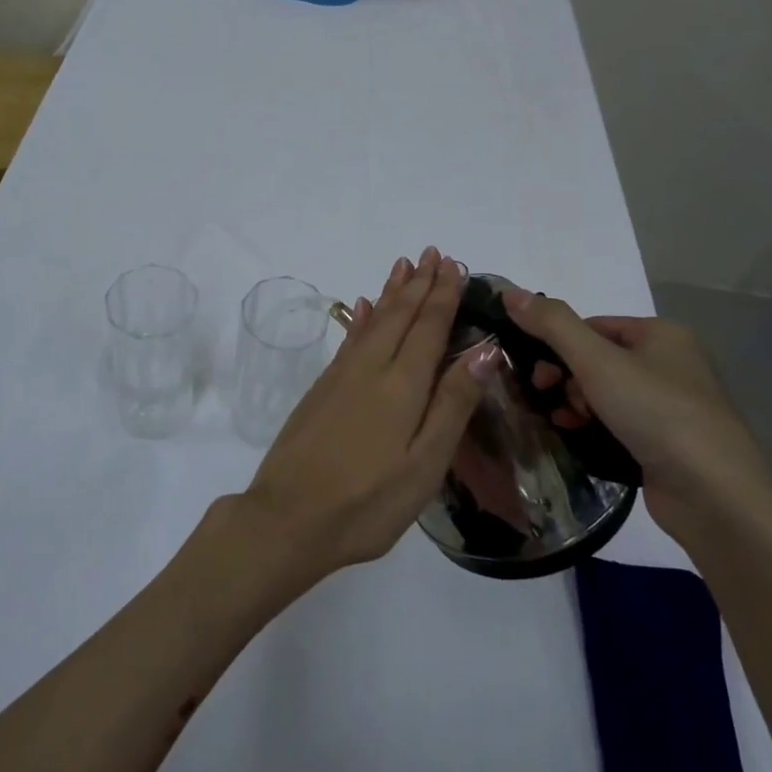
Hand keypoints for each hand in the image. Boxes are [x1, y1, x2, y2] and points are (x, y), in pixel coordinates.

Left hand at [239, 249, 501, 584]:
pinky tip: (365, 306)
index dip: (444, 295)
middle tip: (434, 253)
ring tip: (404, 265)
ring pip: (374, 320)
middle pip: (400, 315)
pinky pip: (350, 338)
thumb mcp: (424, 466)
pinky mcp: (322, 389)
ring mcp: (341, 376)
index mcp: (402, 385)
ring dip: (392, 291)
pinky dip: (363, 317)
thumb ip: (453, 405)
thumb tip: (484, 351)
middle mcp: (371, 368)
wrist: (287, 518)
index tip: (455, 265)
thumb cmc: (367, 502)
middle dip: (420, 284)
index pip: (428, 327)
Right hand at [501, 290, 771, 539]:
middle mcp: (669, 363)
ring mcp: (670, 406)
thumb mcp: (597, 361)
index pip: (591, 326)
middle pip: (595, 359)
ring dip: (575, 404)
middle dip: (565, 378)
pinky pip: (617, 424)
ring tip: (564, 422)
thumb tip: (509, 292)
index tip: (536, 372)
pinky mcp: (666, 443)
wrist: (714, 496)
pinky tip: (579, 439)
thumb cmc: (656, 413)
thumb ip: (552, 324)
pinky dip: (594, 428)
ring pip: (603, 393)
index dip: (557, 345)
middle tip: (547, 396)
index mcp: (660, 334)